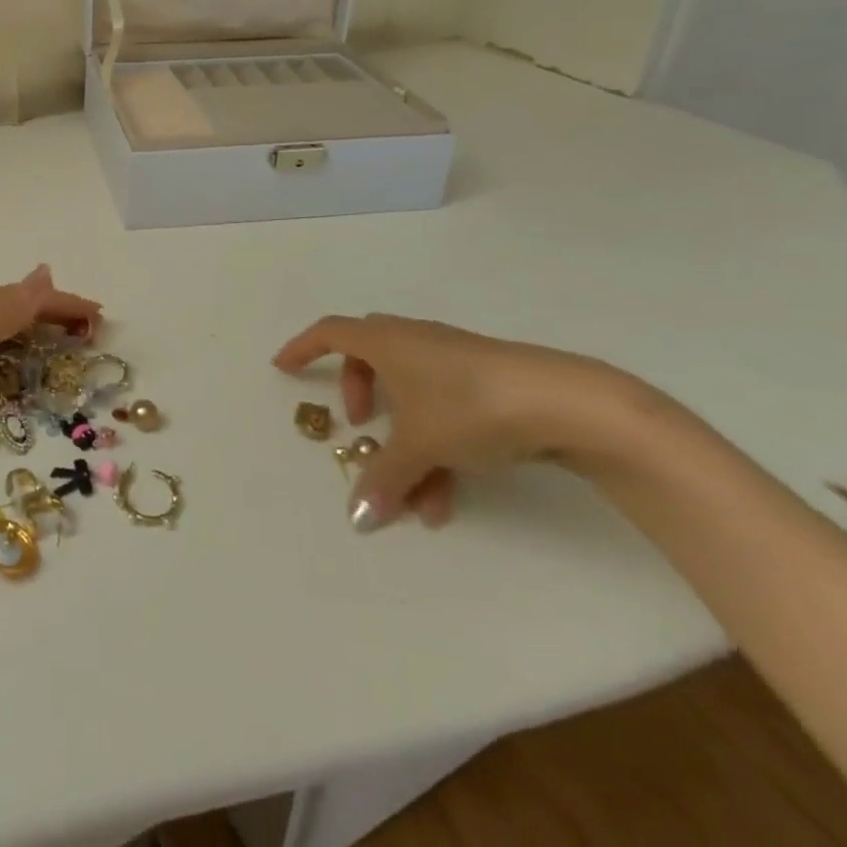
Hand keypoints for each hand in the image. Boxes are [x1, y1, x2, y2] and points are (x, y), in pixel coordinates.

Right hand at [274, 313, 623, 532]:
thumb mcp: (420, 445)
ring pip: (409, 393)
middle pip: (369, 358)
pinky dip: (434, 444)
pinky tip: (448, 495)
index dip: (303, 348)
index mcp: (386, 341)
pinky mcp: (484, 380)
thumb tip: (358, 515)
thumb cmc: (469, 406)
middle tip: (358, 428)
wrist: (563, 403)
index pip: (330, 332)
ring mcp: (451, 358)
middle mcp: (413, 341)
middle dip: (358, 394)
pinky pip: (440, 407)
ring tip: (414, 494)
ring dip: (403, 440)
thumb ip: (384, 477)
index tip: (283, 369)